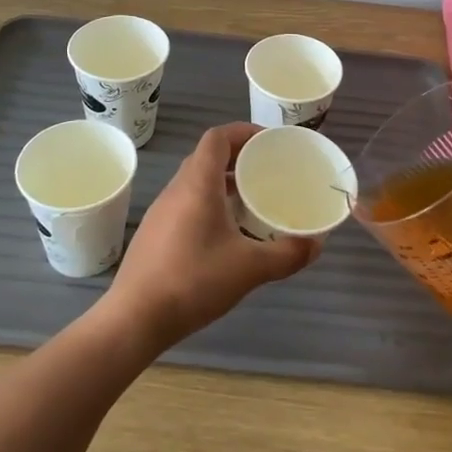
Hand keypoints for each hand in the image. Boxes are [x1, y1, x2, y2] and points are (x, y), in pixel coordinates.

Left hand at [101, 122, 319, 352]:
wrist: (134, 319)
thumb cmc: (193, 281)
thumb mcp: (250, 268)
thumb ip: (288, 254)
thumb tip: (317, 244)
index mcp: (197, 184)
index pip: (217, 137)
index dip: (244, 132)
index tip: (270, 142)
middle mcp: (176, 189)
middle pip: (207, 157)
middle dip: (239, 158)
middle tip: (268, 172)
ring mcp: (161, 212)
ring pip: (196, 182)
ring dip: (224, 183)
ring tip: (252, 202)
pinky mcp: (155, 234)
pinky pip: (187, 204)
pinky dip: (210, 204)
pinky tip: (227, 234)